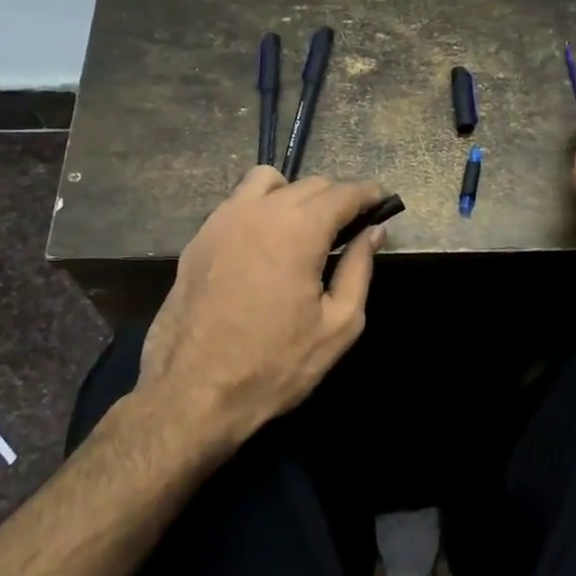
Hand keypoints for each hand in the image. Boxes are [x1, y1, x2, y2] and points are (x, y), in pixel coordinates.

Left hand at [138, 168, 387, 453]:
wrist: (193, 392)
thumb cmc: (275, 365)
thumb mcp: (337, 326)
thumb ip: (359, 269)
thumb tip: (374, 232)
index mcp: (299, 230)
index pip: (344, 193)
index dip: (369, 194)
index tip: (383, 201)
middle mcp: (260, 211)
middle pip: (309, 184)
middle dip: (336, 198)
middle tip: (350, 226)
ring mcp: (222, 221)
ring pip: (267, 182)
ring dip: (295, 195)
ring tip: (304, 228)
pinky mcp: (198, 238)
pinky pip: (237, 204)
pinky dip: (261, 208)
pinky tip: (265, 243)